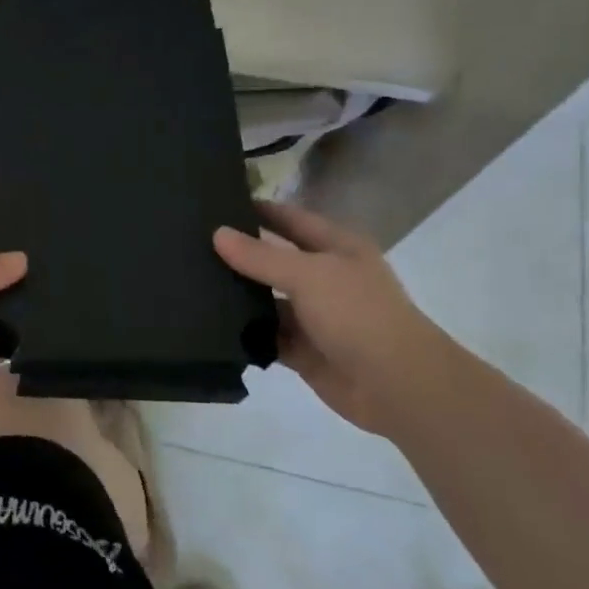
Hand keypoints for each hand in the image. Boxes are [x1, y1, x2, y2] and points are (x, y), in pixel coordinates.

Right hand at [214, 202, 452, 434]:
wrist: (397, 385)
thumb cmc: (358, 314)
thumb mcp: (308, 275)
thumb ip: (261, 256)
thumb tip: (218, 233)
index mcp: (337, 248)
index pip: (290, 219)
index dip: (258, 210)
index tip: (214, 203)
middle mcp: (325, 277)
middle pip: (275, 260)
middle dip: (239, 255)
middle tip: (190, 246)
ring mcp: (315, 316)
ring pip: (268, 300)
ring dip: (239, 297)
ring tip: (191, 285)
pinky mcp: (304, 350)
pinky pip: (268, 336)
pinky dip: (247, 334)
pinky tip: (211, 327)